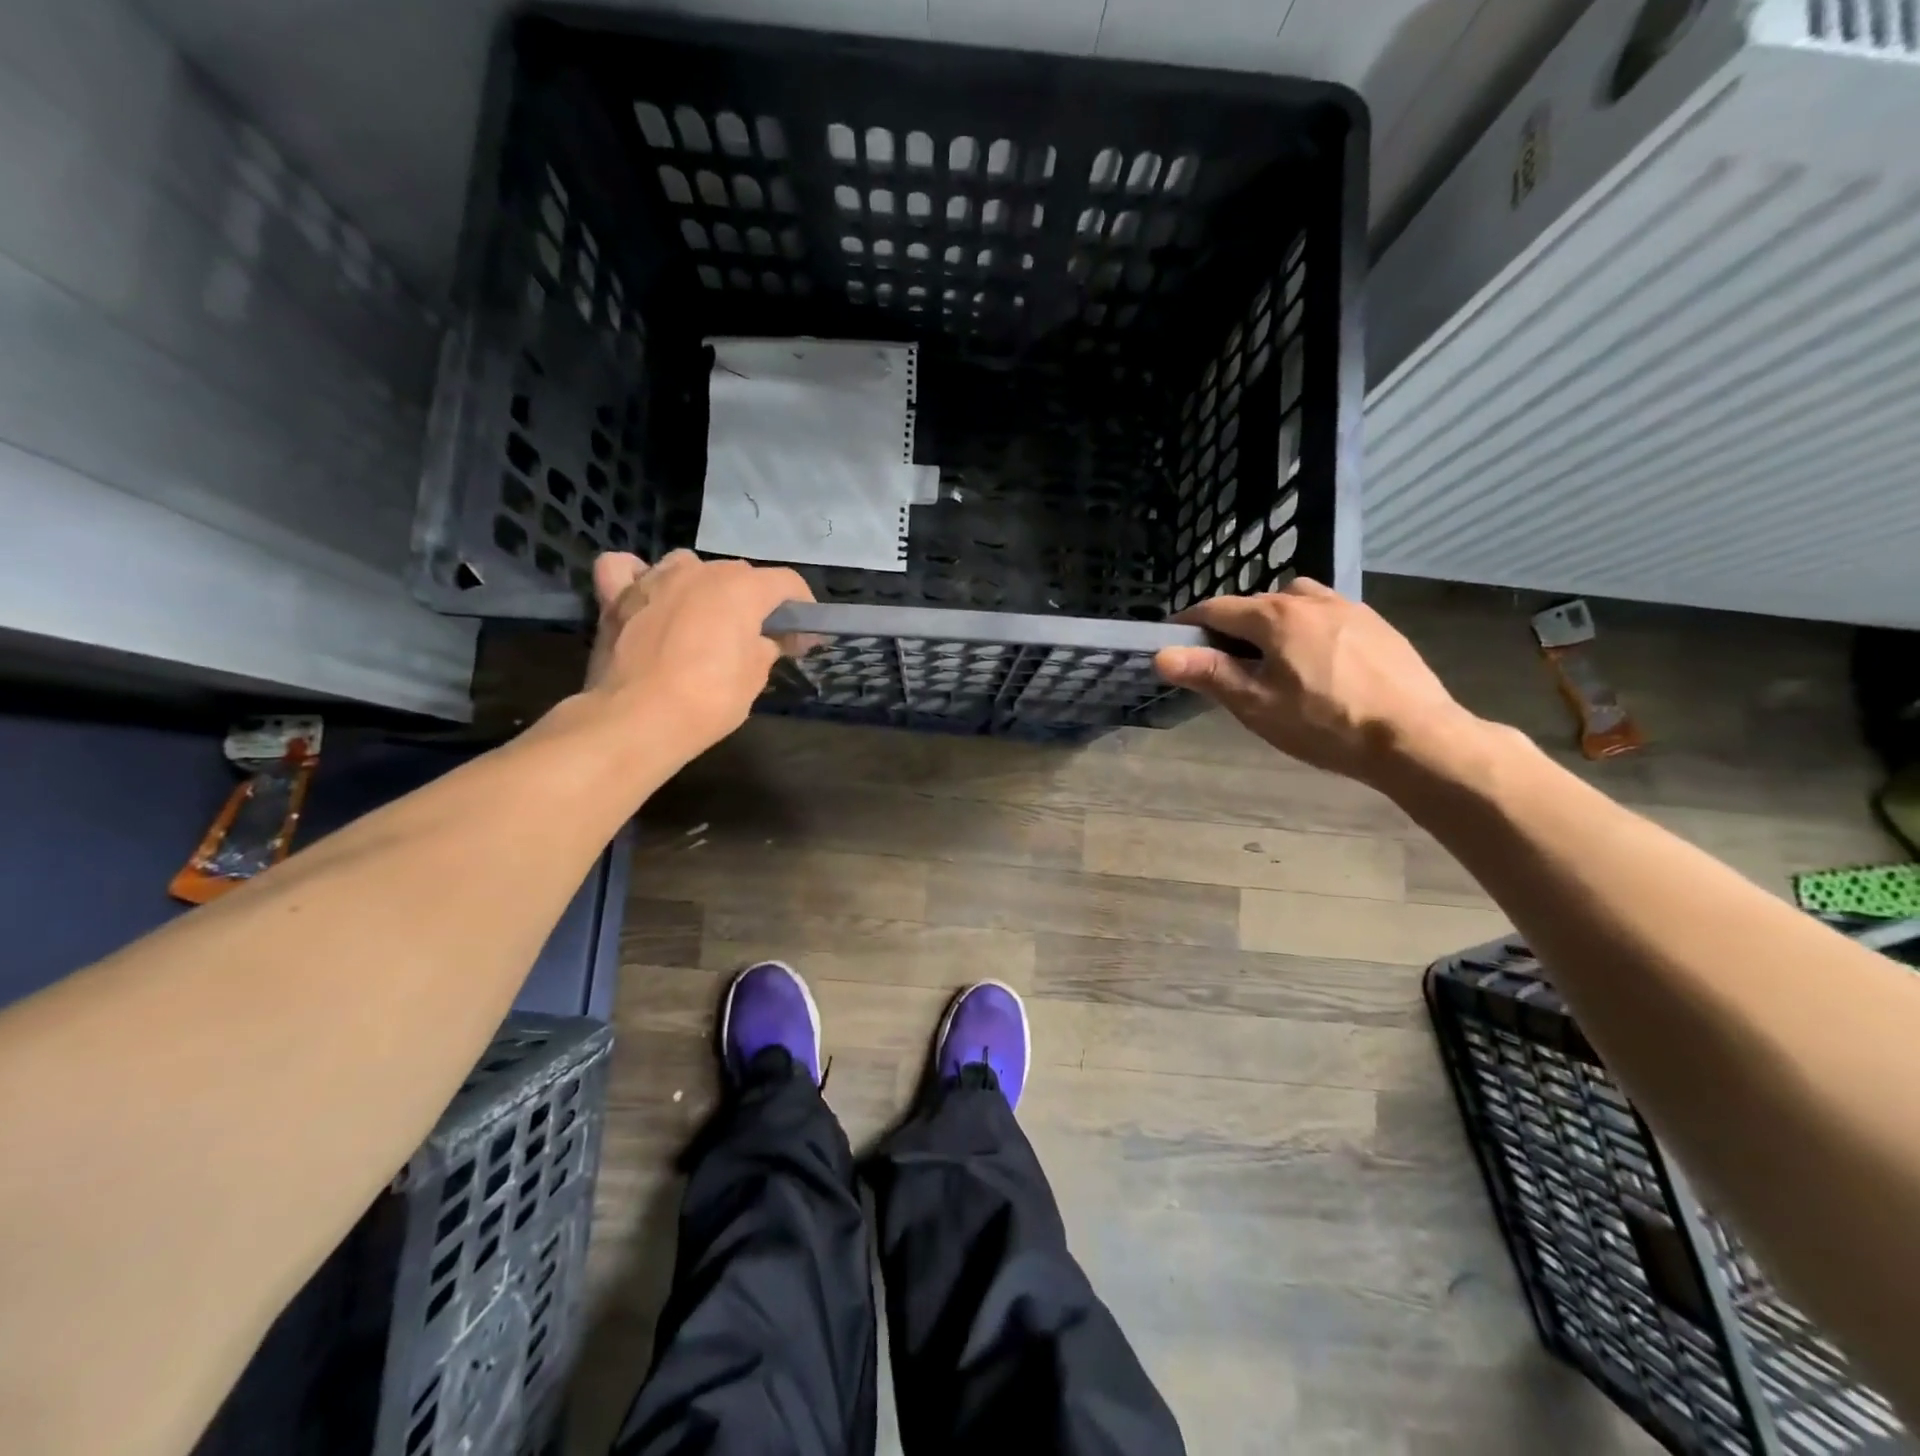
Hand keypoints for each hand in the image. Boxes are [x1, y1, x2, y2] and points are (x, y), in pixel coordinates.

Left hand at [585, 550, 813, 751]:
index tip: (802, 638)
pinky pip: (625, 570)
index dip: (801, 608)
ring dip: (701, 585)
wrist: (638, 719)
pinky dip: (637, 578)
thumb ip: (764, 647)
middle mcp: (700, 571)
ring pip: (687, 565)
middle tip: (757, 637)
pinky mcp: (615, 596)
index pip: (786, 582)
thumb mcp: (755, 677)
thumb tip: (765, 640)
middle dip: (753, 600)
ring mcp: (654, 579)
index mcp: (741, 588)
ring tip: (702, 616)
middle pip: (737, 573)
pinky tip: (645, 595)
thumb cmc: (709, 699)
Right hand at [1154, 579, 1481, 784]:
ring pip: (1296, 602)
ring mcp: (1350, 608)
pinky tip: (1318, 662)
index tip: (1173, 640)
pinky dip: (1309, 627)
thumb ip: (1208, 673)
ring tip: (1274, 656)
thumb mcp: (1256, 704)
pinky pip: (1329, 614)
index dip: (1189, 624)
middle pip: (1256, 603)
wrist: (1414, 736)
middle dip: (1232, 625)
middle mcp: (1310, 600)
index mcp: (1275, 616)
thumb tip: (1160, 654)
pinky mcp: (1378, 625)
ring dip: (1274, 619)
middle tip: (1223, 661)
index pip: (1217, 609)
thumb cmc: (1325, 723)